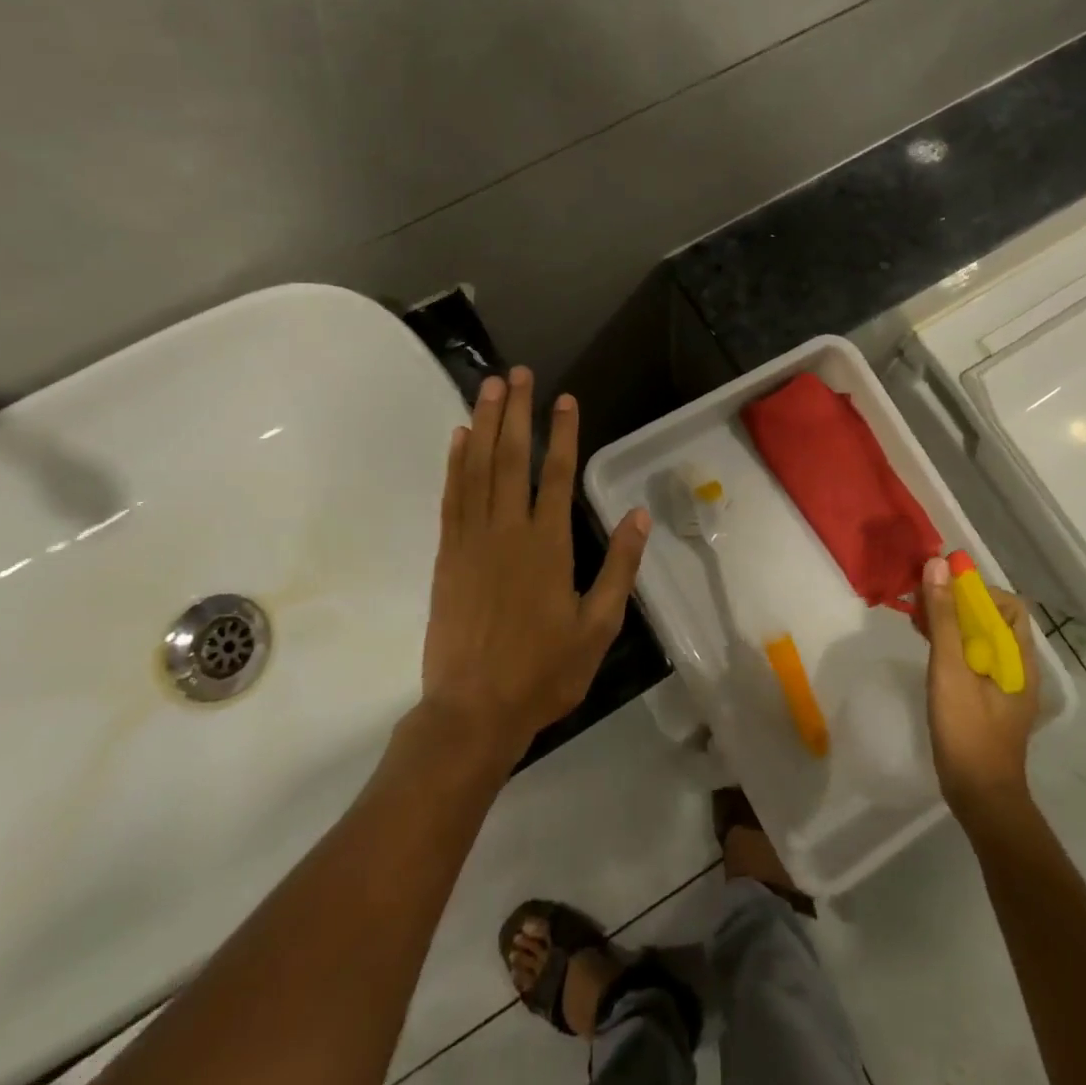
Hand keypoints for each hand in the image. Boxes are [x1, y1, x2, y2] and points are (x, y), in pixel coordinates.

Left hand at [423, 368, 649, 761]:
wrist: (472, 711)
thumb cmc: (543, 672)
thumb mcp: (598, 626)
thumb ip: (619, 567)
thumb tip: (638, 515)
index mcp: (548, 545)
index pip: (557, 474)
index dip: (562, 433)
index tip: (564, 399)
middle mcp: (508, 531)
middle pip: (511, 458)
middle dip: (516, 411)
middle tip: (517, 373)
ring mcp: (471, 540)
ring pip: (477, 468)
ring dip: (484, 424)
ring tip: (489, 387)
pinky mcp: (447, 555)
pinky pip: (451, 497)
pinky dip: (454, 463)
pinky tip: (459, 437)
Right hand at [920, 555, 1042, 827]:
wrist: (980, 797)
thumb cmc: (968, 730)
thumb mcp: (950, 669)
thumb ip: (944, 618)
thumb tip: (938, 565)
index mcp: (1019, 658)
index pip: (1007, 604)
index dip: (976, 590)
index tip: (941, 586)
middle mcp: (1016, 667)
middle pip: (991, 619)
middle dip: (957, 602)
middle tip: (920, 598)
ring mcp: (1001, 685)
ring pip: (978, 638)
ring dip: (949, 621)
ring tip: (916, 615)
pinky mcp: (985, 699)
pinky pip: (969, 657)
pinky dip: (949, 643)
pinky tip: (924, 643)